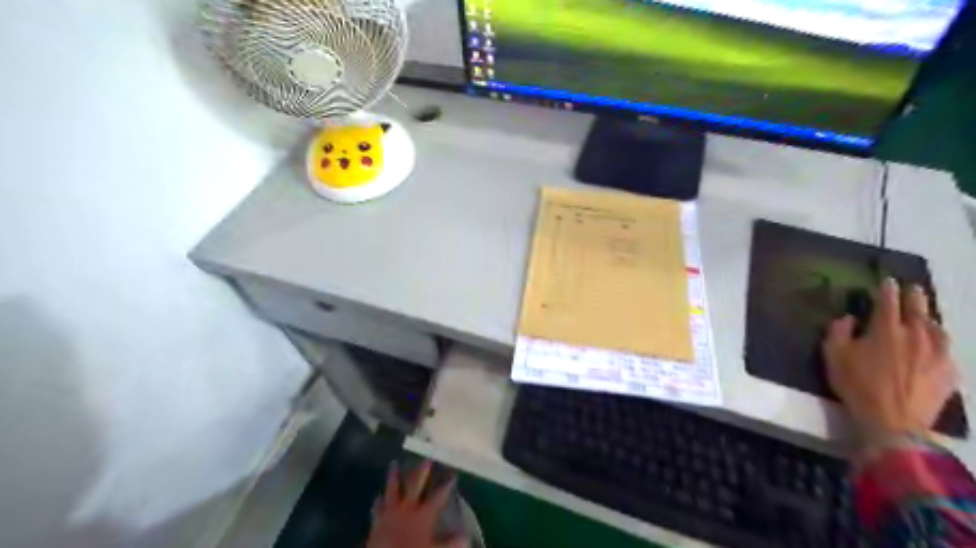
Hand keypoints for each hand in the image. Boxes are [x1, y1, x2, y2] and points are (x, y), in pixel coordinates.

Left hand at [363, 457, 461, 547]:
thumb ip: (452, 543)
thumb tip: (466, 536)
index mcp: (423, 514)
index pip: (438, 495)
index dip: (446, 484)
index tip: (453, 474)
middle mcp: (407, 508)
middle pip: (414, 484)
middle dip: (421, 471)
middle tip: (426, 458)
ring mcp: (390, 513)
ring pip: (392, 489)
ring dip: (393, 476)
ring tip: (394, 464)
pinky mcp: (377, 522)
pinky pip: (377, 508)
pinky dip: (378, 501)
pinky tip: (378, 496)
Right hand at [821, 280, 954, 442]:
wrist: (893, 421)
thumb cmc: (857, 385)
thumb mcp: (834, 355)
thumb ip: (838, 331)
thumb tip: (849, 318)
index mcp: (886, 329)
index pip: (889, 301)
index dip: (888, 288)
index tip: (888, 280)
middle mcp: (916, 335)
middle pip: (918, 309)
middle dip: (914, 296)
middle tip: (913, 289)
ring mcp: (937, 354)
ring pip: (937, 328)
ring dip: (930, 318)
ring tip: (926, 316)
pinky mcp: (949, 372)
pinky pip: (946, 350)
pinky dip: (939, 342)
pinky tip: (935, 346)